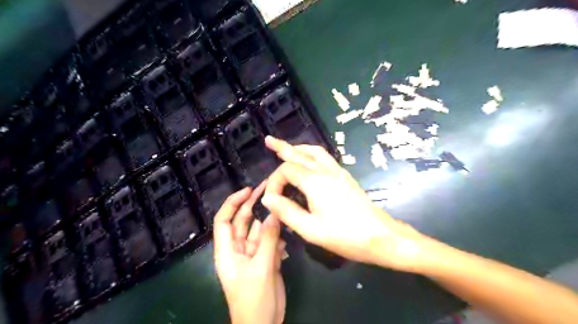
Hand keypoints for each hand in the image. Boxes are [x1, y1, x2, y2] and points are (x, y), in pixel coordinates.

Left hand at [211, 182, 286, 323]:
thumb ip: (269, 239)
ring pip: (260, 230)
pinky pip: (270, 242)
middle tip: (270, 188)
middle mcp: (238, 249)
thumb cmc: (254, 299)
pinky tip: (285, 246)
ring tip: (284, 214)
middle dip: (254, 205)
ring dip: (271, 224)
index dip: (233, 203)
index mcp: (227, 251)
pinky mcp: (264, 259)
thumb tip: (274, 213)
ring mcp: (252, 253)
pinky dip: (278, 239)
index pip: (223, 220)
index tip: (248, 190)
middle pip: (243, 221)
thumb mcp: (262, 267)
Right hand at [263, 137, 428, 273]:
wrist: (380, 236)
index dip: (274, 182)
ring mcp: (338, 172)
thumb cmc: (345, 236)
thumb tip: (268, 198)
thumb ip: (287, 212)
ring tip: (288, 148)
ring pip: (315, 152)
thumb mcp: (311, 230)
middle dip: (283, 147)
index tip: (271, 200)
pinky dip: (311, 154)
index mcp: (315, 182)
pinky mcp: (345, 177)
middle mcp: (326, 171)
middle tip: (269, 140)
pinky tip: (309, 161)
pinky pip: (325, 158)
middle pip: (300, 154)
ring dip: (299, 148)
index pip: (286, 170)